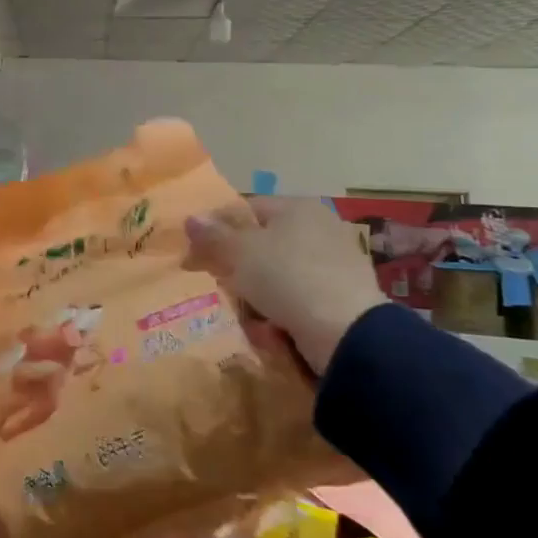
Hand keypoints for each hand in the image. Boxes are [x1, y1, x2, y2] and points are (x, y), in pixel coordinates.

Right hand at [184, 198, 385, 374]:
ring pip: (279, 272)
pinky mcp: (344, 295)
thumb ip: (213, 235)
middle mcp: (320, 227)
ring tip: (245, 311)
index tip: (195, 254)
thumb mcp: (239, 252)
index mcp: (297, 207)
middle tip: (220, 283)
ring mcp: (335, 262)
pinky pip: (299, 296)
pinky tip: (271, 327)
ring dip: (258, 291)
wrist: (346, 331)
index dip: (215, 229)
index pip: (245, 209)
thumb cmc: (286, 276)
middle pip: (262, 242)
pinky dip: (282, 309)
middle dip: (237, 264)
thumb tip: (191, 218)